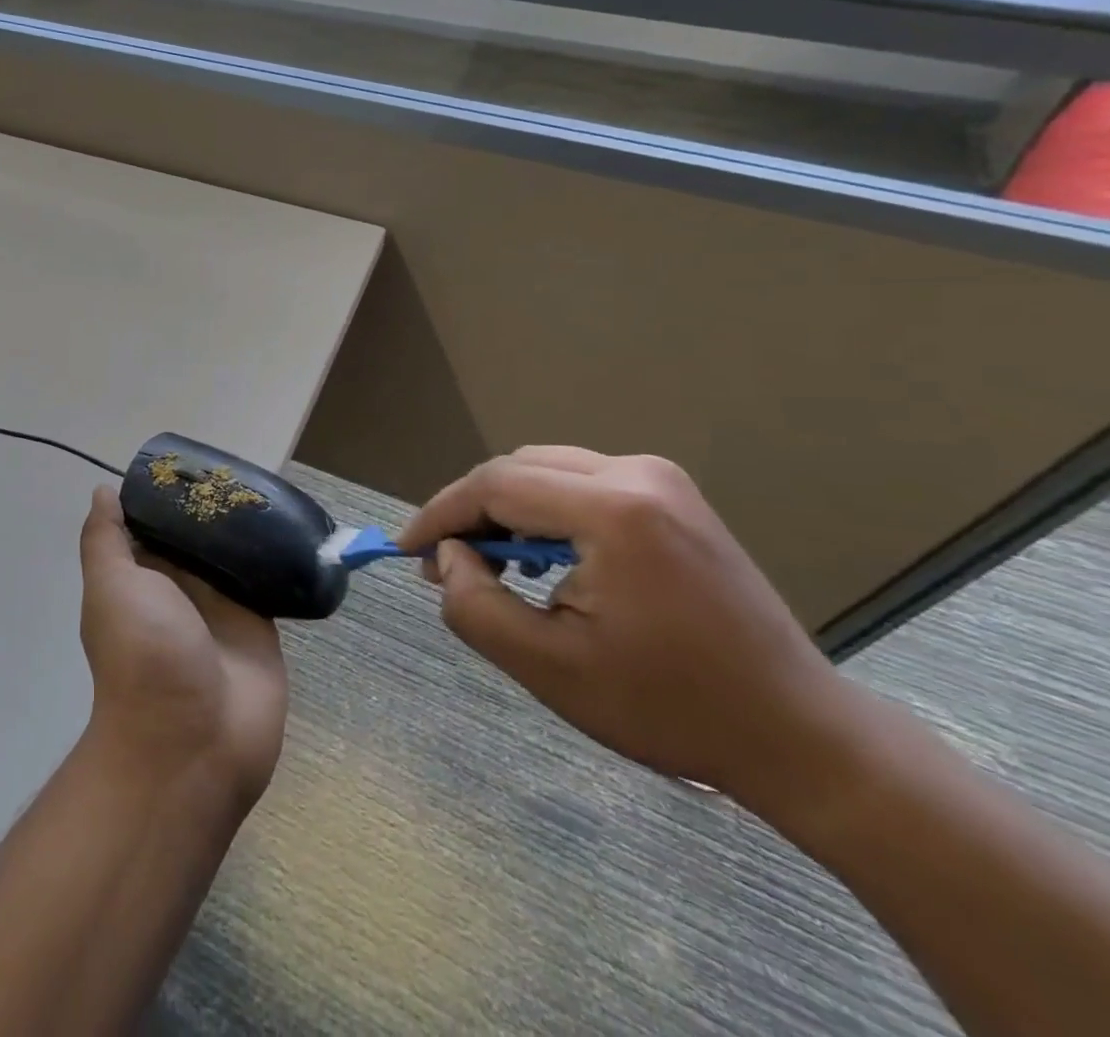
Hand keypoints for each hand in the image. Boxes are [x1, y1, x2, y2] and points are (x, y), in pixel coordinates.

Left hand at [78, 486, 287, 808]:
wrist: (193, 742)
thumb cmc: (143, 656)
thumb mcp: (111, 588)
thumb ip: (106, 540)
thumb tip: (104, 492)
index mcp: (142, 577)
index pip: (153, 523)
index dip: (167, 493)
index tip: (189, 460)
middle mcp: (180, 586)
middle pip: (196, 534)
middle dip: (212, 504)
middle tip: (237, 465)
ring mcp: (221, 604)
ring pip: (234, 552)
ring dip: (246, 526)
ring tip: (268, 484)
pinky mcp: (260, 621)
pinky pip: (268, 578)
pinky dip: (276, 555)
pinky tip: (292, 522)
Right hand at [399, 447, 845, 798]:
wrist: (798, 734)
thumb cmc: (669, 707)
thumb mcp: (549, 668)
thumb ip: (474, 605)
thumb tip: (449, 556)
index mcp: (615, 510)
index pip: (495, 485)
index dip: (440, 514)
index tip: (406, 549)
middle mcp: (638, 473)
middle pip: (517, 469)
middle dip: (469, 512)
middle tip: (444, 564)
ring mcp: (661, 479)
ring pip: (545, 470)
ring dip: (504, 509)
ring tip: (486, 564)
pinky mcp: (672, 495)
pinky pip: (580, 482)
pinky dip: (542, 511)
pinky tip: (540, 557)